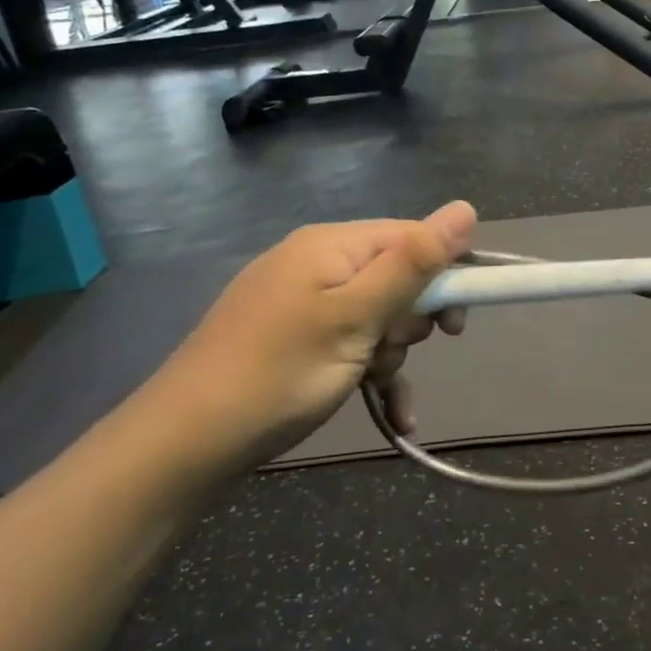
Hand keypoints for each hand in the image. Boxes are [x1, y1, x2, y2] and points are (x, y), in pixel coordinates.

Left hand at [142, 202, 474, 466]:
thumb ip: (413, 264)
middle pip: (394, 276)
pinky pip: (347, 340)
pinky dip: (368, 370)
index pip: (412, 237)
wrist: (183, 442)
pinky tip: (391, 414)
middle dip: (406, 321)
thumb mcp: (356, 318)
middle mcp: (316, 261)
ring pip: (375, 314)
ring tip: (372, 386)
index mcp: (332, 245)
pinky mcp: (290, 335)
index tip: (454, 326)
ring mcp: (300, 300)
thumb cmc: (279, 374)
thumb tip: (466, 208)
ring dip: (388, 352)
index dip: (445, 274)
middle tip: (388, 354)